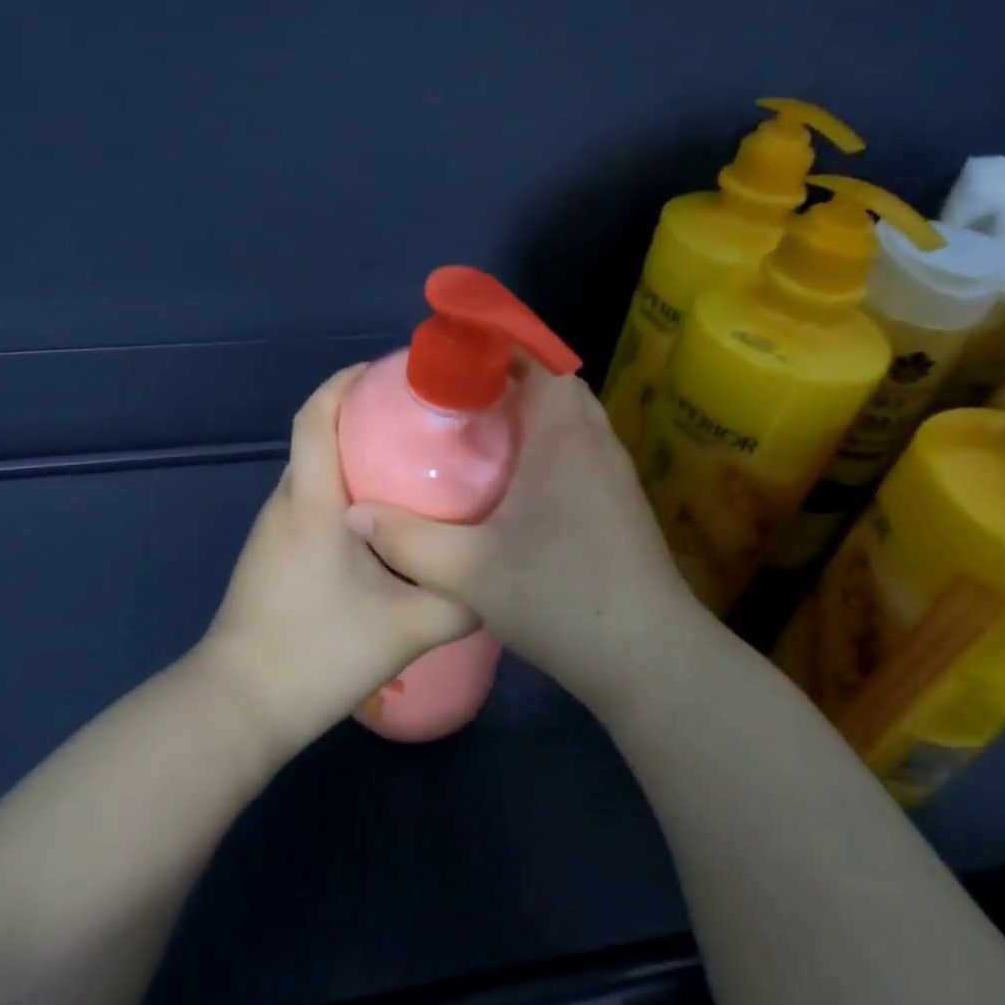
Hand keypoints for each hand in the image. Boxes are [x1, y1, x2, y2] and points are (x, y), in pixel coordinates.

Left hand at [197, 365, 478, 755]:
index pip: (316, 415)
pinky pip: (310, 503)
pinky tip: (381, 523)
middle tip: (422, 423)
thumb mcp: (408, 627)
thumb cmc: (319, 651)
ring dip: (354, 458)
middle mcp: (286, 503)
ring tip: (411, 468)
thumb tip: (496, 576)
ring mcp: (273, 530)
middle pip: (318, 437)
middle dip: (363, 417)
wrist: (241, 705)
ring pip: (315, 474)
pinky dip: (343, 492)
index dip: (346, 381)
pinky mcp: (272, 556)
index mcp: (311, 500)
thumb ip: (460, 598)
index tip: (388, 371)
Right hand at [343, 366, 726, 714]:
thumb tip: (354, 515)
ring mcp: (615, 474)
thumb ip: (407, 539)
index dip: (500, 347)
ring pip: (573, 420)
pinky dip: (550, 445)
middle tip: (460, 396)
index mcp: (563, 436)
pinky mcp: (622, 505)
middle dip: (512, 379)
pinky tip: (516, 483)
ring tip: (482, 432)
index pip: (540, 361)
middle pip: (558, 385)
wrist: (649, 658)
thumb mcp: (468, 571)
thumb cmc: (559, 595)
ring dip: (534, 413)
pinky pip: (581, 450)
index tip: (456, 356)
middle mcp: (595, 442)